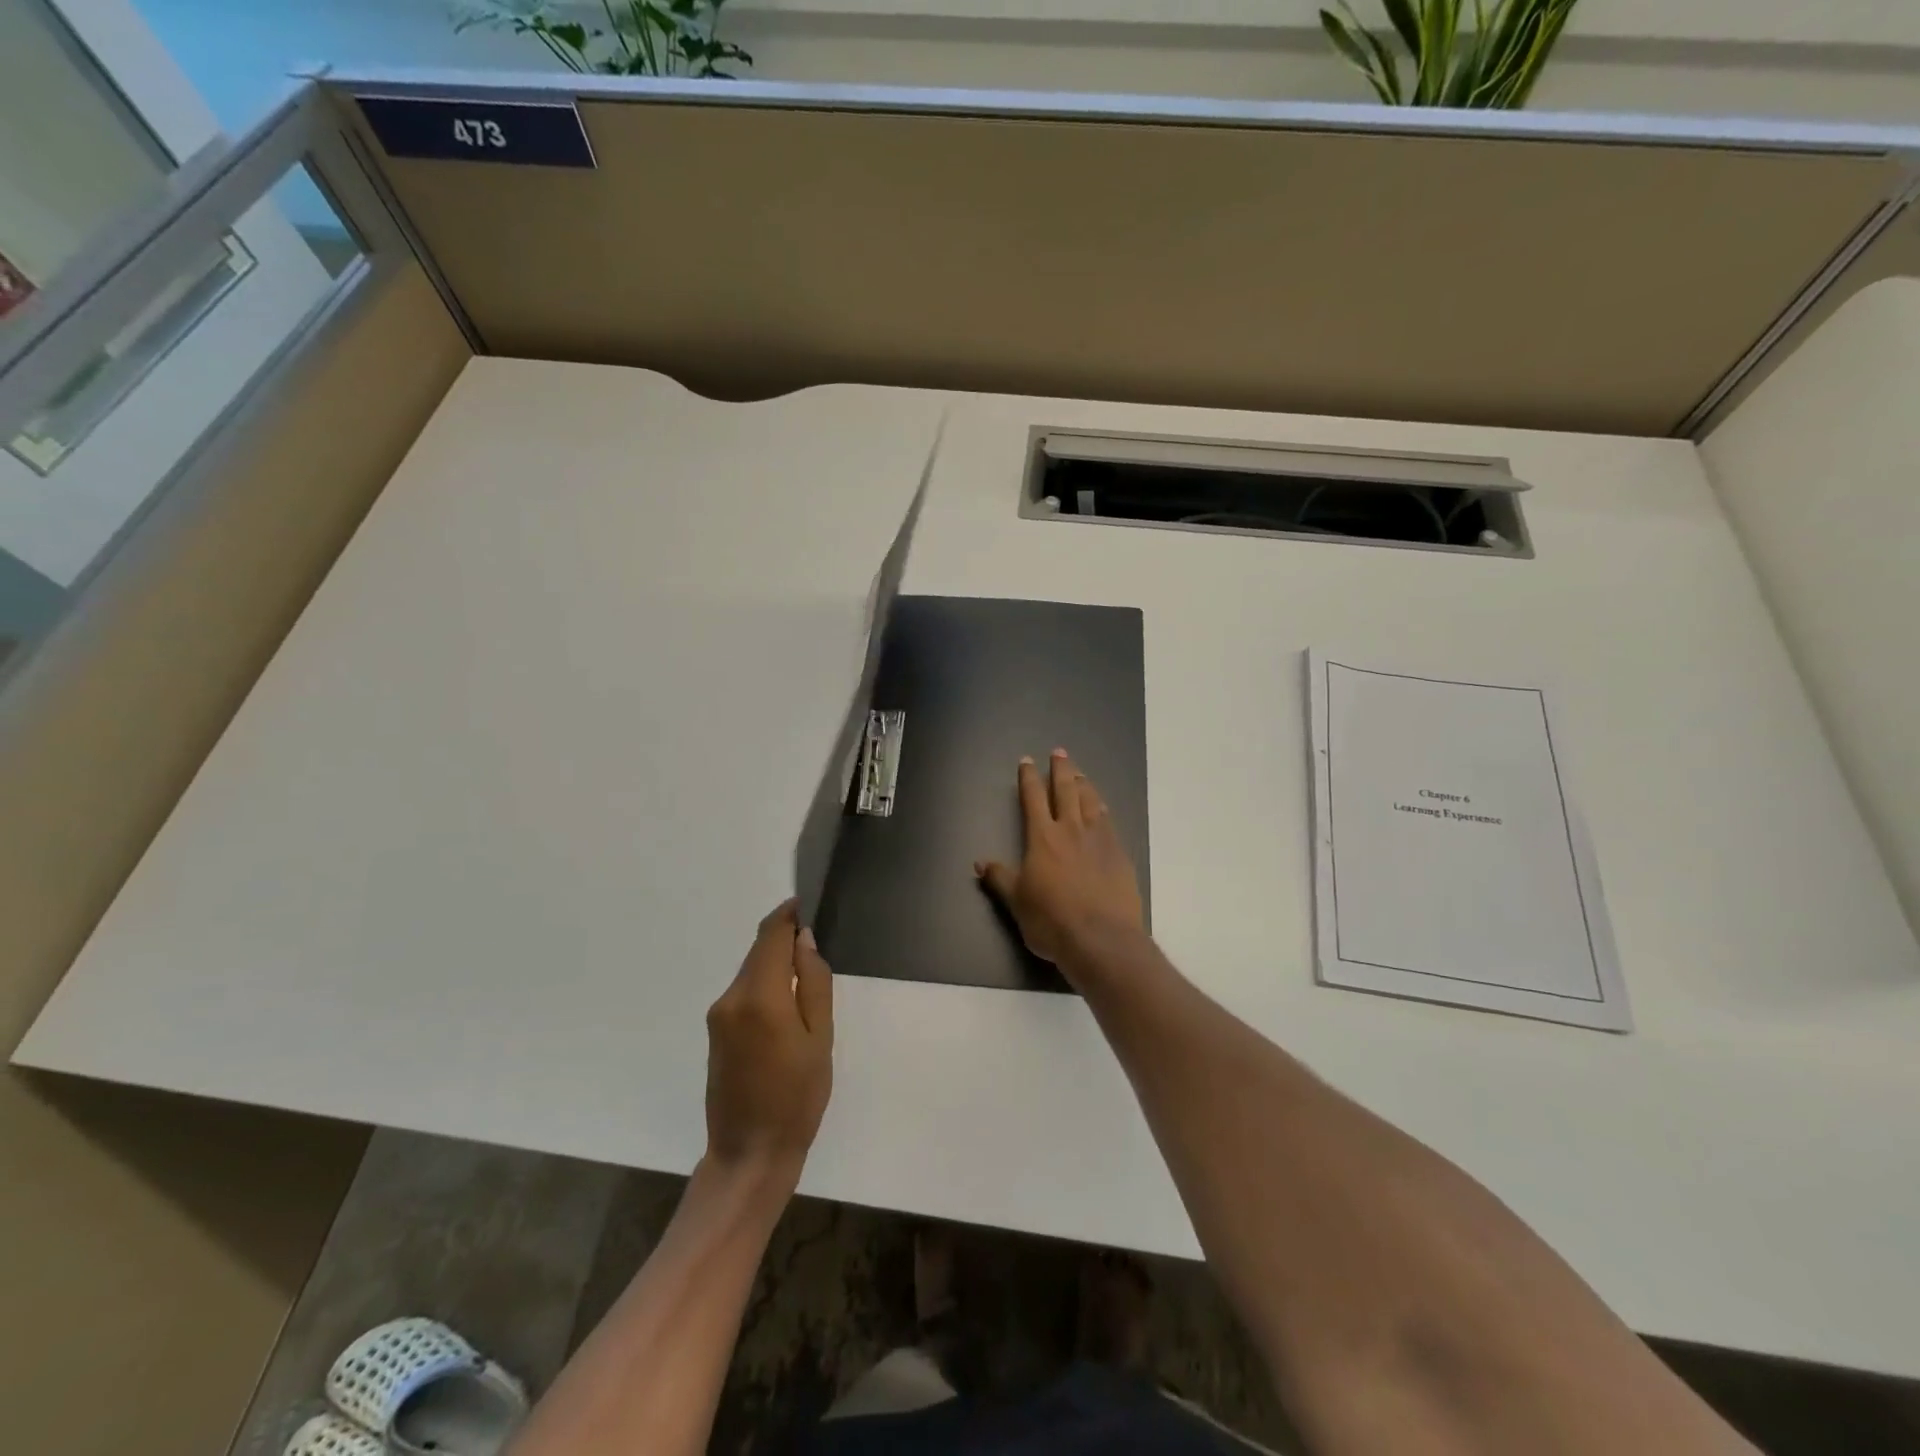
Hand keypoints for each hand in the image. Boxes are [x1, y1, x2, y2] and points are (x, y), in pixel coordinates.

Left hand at [704, 899, 832, 1193]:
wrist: (749, 1154)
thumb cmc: (797, 1098)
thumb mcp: (820, 1038)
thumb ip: (814, 982)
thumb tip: (804, 940)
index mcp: (760, 996)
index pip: (771, 935)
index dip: (789, 914)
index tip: (809, 903)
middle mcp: (731, 998)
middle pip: (759, 951)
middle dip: (785, 940)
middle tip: (819, 945)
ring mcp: (719, 1016)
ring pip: (751, 971)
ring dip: (776, 964)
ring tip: (809, 980)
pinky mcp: (715, 1032)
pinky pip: (744, 992)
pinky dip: (765, 985)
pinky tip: (787, 1006)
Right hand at [976, 749, 1145, 969]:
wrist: (1101, 939)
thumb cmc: (1051, 921)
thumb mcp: (1017, 902)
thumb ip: (1000, 878)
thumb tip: (980, 863)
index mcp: (1042, 837)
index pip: (1033, 798)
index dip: (1029, 778)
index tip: (1027, 762)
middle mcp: (1071, 830)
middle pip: (1066, 790)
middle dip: (1061, 769)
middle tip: (1059, 752)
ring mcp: (1099, 840)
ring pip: (1091, 801)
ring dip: (1084, 784)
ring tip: (1080, 774)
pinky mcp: (1120, 854)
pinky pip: (1109, 822)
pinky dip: (1102, 809)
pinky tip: (1102, 808)